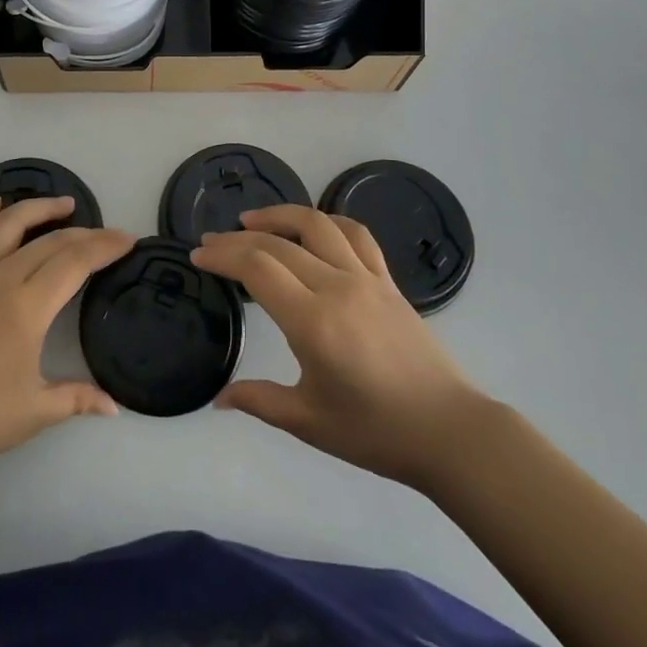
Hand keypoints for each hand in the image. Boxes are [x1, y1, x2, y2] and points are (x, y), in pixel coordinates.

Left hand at [0, 196, 133, 493]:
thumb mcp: (34, 412)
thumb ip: (77, 398)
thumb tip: (114, 408)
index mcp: (27, 307)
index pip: (75, 262)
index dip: (105, 247)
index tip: (128, 240)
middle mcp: (0, 278)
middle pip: (49, 242)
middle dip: (84, 234)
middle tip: (106, 236)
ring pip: (7, 225)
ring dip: (37, 208)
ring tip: (62, 204)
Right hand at [191, 205, 488, 492]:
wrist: (448, 430)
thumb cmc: (376, 431)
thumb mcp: (310, 421)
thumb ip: (260, 401)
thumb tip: (219, 399)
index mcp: (313, 322)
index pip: (257, 268)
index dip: (222, 256)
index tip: (198, 255)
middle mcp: (337, 287)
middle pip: (277, 244)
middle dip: (236, 239)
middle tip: (210, 242)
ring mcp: (366, 278)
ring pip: (317, 225)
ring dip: (279, 215)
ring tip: (251, 220)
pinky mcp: (387, 281)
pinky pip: (356, 235)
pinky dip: (327, 221)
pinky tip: (311, 228)